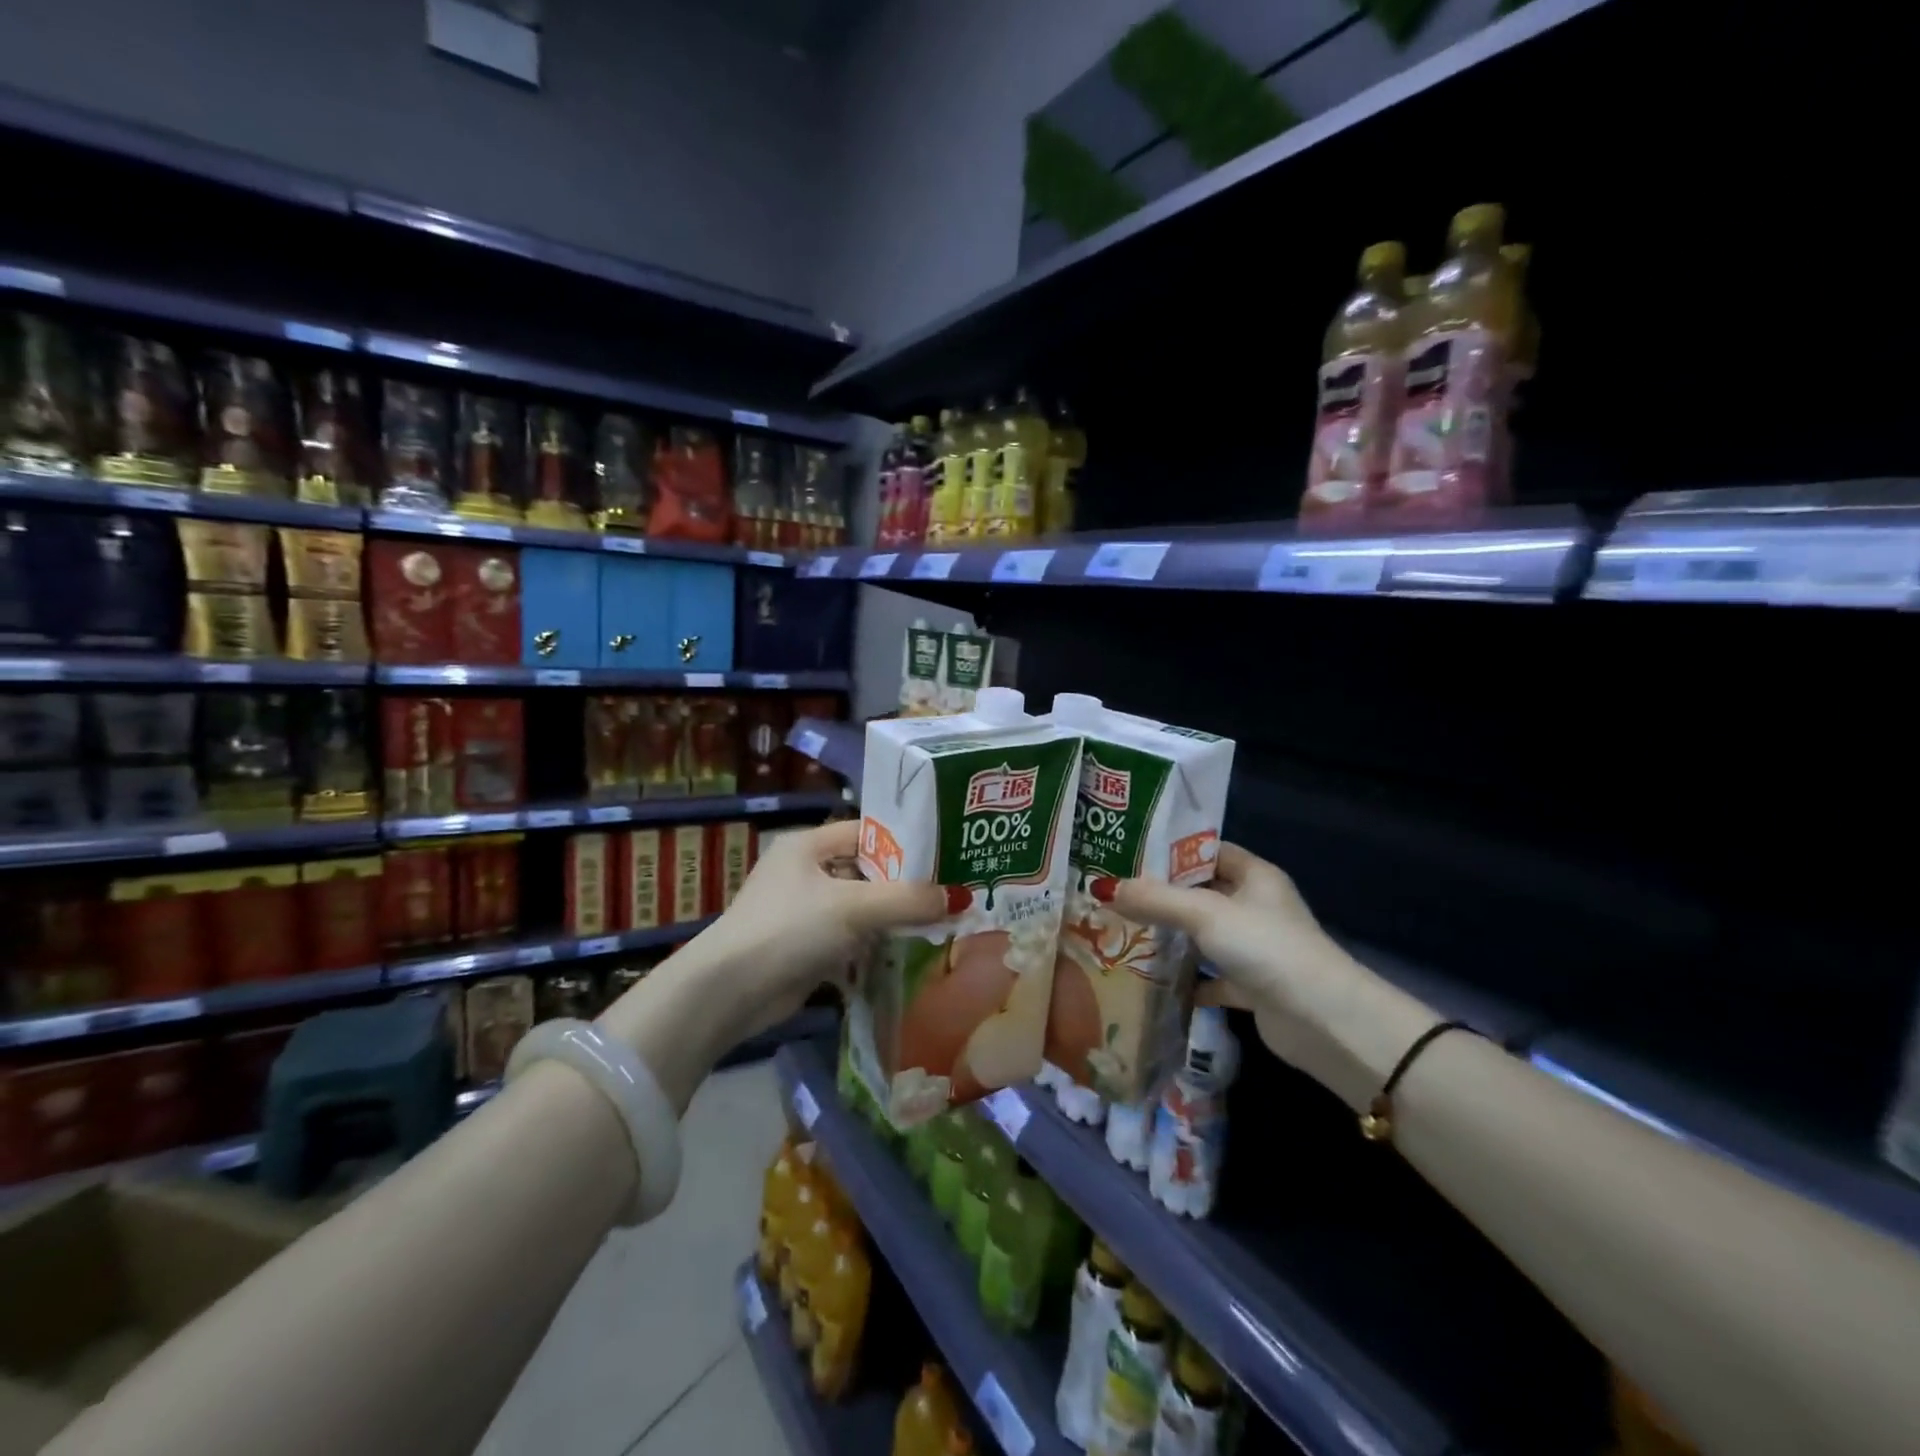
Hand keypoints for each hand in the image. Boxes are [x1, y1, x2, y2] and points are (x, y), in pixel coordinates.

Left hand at [697, 819, 944, 1036]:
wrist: (728, 993)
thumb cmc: (789, 929)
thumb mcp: (854, 907)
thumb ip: (909, 900)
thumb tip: (961, 898)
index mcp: (808, 845)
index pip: (868, 832)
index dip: (907, 843)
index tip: (946, 857)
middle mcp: (806, 871)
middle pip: (868, 871)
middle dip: (905, 885)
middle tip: (951, 894)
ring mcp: (804, 910)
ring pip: (861, 906)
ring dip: (892, 918)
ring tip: (940, 922)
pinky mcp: (805, 946)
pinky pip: (850, 937)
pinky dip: (875, 944)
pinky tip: (908, 952)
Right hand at [1110, 844, 1428, 1108]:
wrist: (1323, 1021)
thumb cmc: (1266, 947)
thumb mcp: (1205, 913)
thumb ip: (1155, 899)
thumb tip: (1101, 888)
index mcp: (1255, 876)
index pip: (1207, 851)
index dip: (1170, 851)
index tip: (1127, 856)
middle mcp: (1256, 906)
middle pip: (1201, 893)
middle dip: (1161, 896)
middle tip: (1114, 896)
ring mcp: (1255, 947)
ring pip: (1203, 935)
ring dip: (1171, 938)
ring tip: (1122, 933)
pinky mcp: (1252, 986)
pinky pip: (1210, 977)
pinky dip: (1186, 980)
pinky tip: (1152, 982)